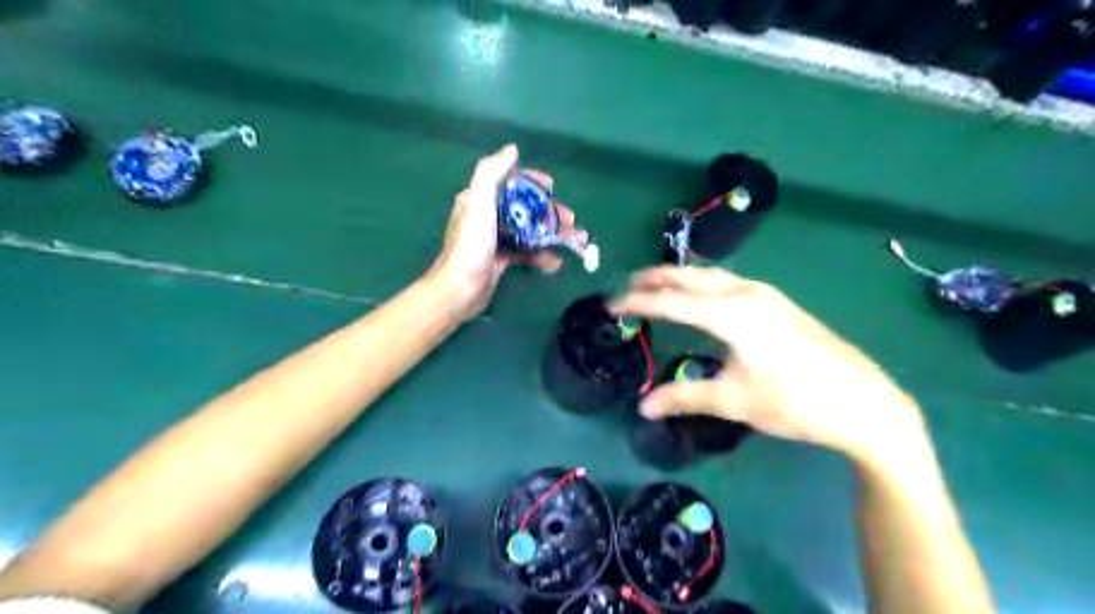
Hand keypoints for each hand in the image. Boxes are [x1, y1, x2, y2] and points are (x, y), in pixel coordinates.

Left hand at [430, 144, 584, 321]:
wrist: (461, 288)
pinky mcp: (500, 260)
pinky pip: (526, 253)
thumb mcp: (479, 202)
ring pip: (528, 231)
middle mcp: (486, 216)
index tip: (552, 186)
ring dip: (551, 234)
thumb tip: (512, 149)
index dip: (532, 181)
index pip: (509, 182)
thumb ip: (491, 172)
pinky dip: (541, 255)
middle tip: (571, 219)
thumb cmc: (472, 243)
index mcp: (478, 199)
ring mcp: (494, 240)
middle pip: (523, 208)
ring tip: (574, 240)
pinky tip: (556, 262)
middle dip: (549, 212)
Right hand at [612, 265, 925, 463]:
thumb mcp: (734, 401)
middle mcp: (745, 293)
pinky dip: (703, 283)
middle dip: (655, 278)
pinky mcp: (778, 302)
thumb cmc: (794, 402)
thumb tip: (643, 407)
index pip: (670, 301)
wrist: (863, 402)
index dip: (637, 302)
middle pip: (689, 277)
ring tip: (656, 284)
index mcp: (730, 313)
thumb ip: (684, 397)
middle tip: (627, 285)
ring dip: (680, 277)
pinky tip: (701, 295)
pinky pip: (728, 281)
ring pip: (711, 276)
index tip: (610, 305)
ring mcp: (765, 294)